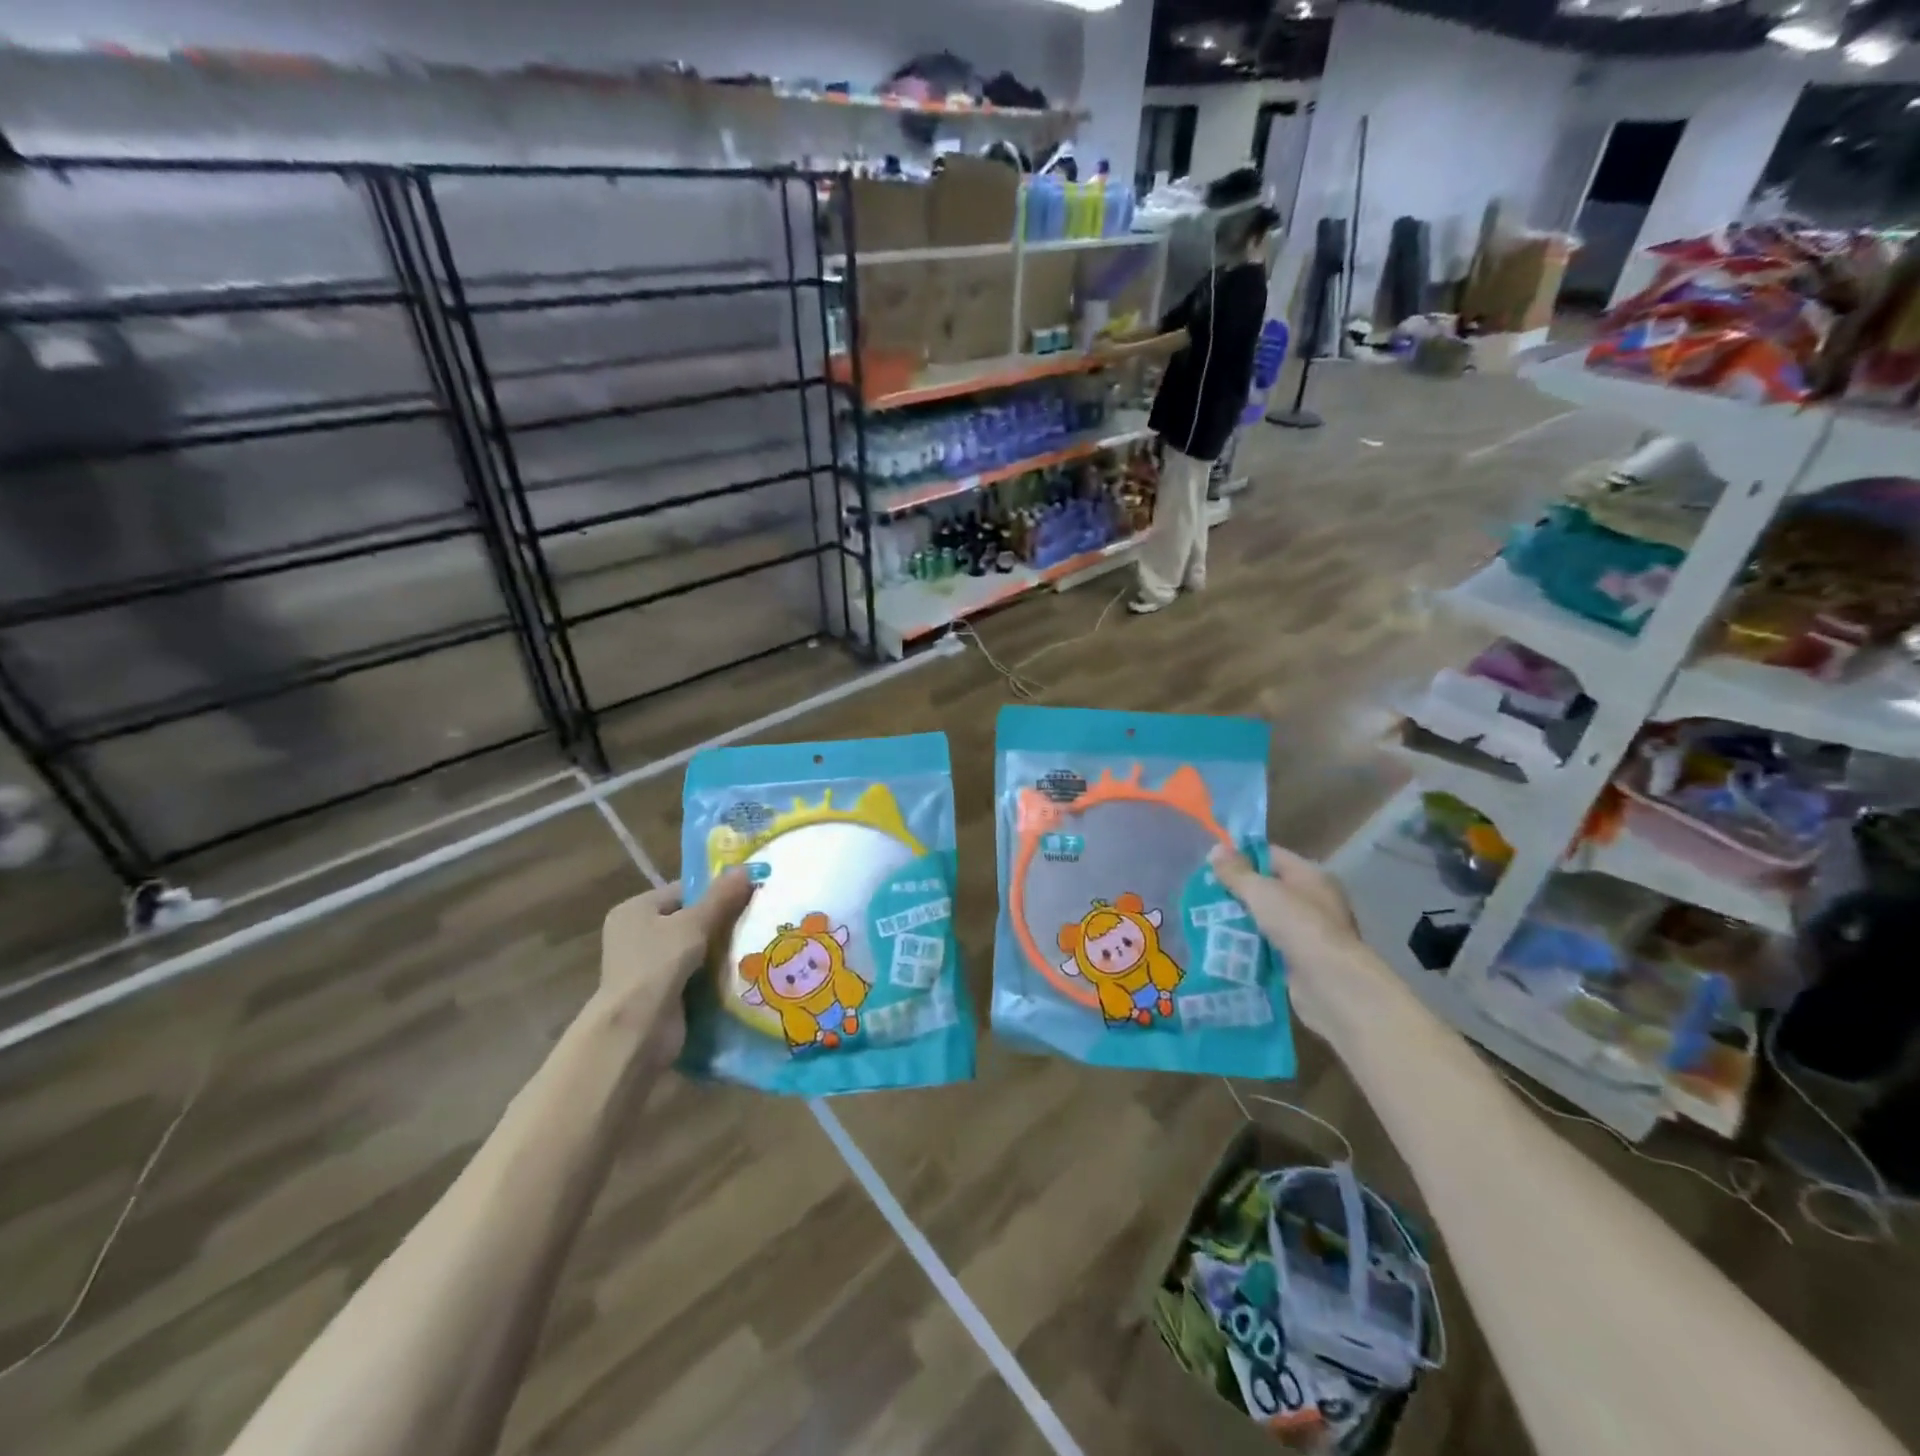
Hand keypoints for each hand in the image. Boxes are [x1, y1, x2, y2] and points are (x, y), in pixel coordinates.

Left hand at [596, 870, 754, 1047]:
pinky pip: (694, 975)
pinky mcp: (661, 993)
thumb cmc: (657, 965)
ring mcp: (647, 967)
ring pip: (694, 949)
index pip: (682, 891)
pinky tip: (742, 970)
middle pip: (689, 920)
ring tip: (756, 942)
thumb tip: (747, 867)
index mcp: (635, 911)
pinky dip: (714, 974)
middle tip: (756, 918)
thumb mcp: (693, 924)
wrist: (637, 1030)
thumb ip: (721, 897)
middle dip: (721, 922)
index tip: (747, 894)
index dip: (714, 892)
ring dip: (720, 950)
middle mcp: (636, 936)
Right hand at [1208, 842, 1387, 1045]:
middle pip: (1267, 889)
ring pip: (1265, 920)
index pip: (1270, 856)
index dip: (1241, 857)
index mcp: (1310, 876)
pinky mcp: (1300, 961)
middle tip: (1204, 895)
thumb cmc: (1298, 926)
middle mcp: (1313, 901)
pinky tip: (1224, 947)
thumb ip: (1236, 871)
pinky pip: (1267, 947)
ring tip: (1207, 921)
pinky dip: (1248, 947)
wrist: (1330, 985)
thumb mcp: (1261, 891)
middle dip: (1236, 892)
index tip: (1211, 865)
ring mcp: (1308, 933)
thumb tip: (1215, 848)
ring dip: (1240, 921)